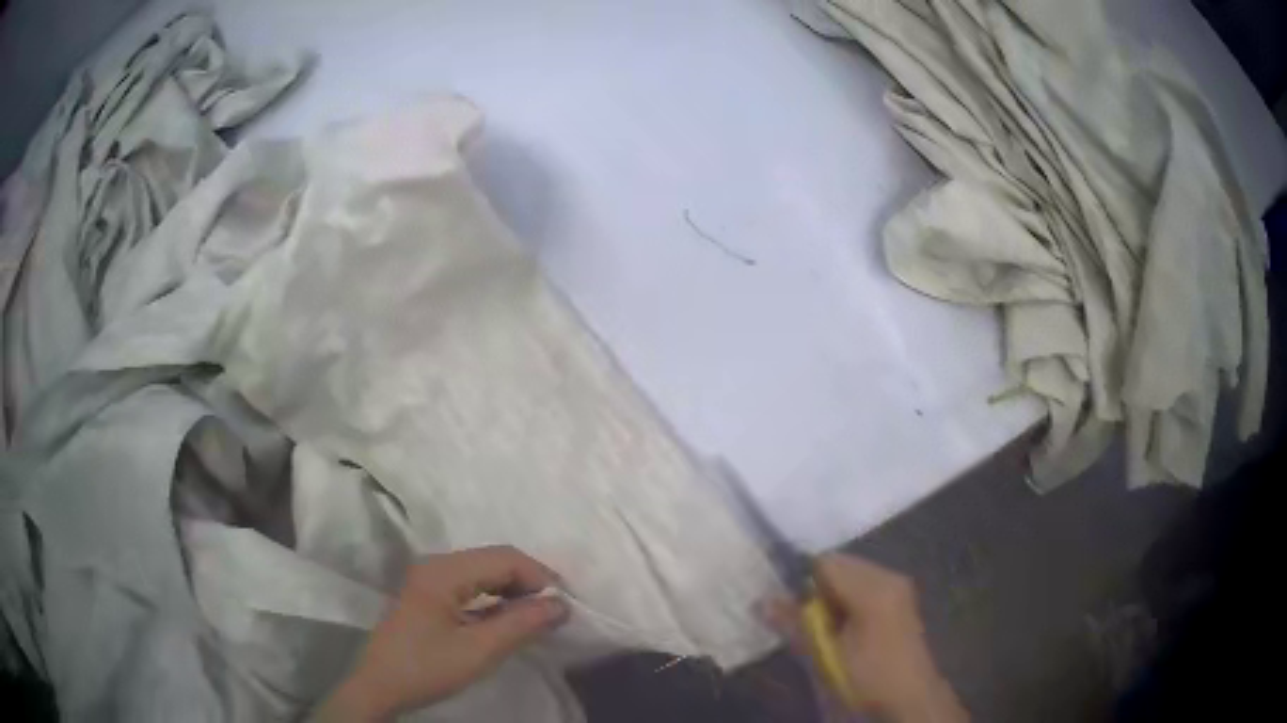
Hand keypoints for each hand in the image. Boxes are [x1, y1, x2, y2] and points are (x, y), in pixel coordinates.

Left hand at [315, 546, 568, 720]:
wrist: (379, 687)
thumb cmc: (426, 667)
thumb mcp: (478, 651)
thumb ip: (521, 624)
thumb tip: (561, 605)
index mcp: (444, 571)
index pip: (504, 558)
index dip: (539, 577)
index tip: (565, 605)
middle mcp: (436, 565)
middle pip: (493, 560)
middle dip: (529, 582)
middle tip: (556, 611)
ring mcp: (429, 578)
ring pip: (483, 572)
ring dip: (513, 590)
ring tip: (538, 616)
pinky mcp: (428, 594)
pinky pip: (470, 585)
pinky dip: (495, 598)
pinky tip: (508, 619)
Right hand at [764, 553, 967, 722]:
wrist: (909, 701)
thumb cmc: (866, 677)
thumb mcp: (826, 657)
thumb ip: (796, 625)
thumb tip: (762, 600)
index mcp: (873, 587)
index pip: (825, 563)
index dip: (799, 578)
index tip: (781, 600)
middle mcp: (889, 578)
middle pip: (840, 566)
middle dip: (815, 587)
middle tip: (798, 618)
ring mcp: (898, 589)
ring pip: (853, 577)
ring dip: (831, 596)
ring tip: (818, 627)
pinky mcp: (901, 603)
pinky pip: (866, 588)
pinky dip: (848, 601)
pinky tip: (840, 628)